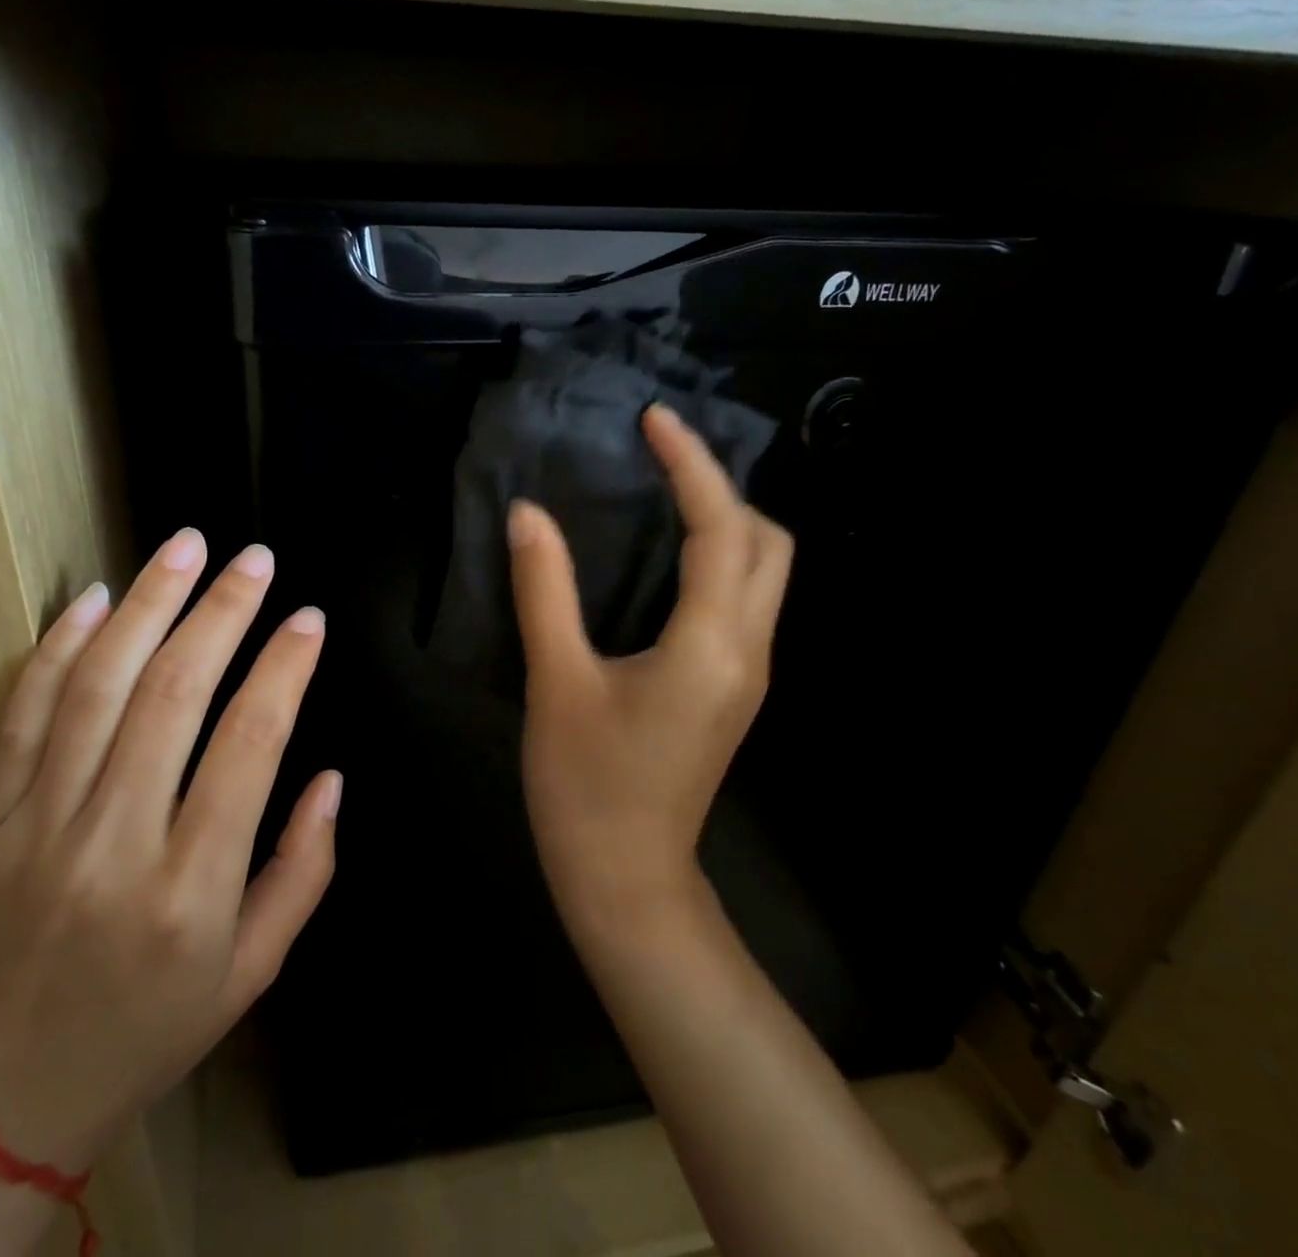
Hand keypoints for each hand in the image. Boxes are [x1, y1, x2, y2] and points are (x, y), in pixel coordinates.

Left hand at [0, 530, 341, 1172]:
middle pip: (173, 696)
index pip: (249, 745)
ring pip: (96, 688)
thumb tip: (330, 778)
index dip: (284, 669)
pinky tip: (96, 598)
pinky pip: (22, 716)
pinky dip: (59, 648)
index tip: (308, 619)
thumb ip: (304, 870)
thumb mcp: (253, 971)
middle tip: (254, 559)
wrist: (4, 1099)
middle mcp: (114, 846)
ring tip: (185, 548)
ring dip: (148, 606)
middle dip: (221, 613)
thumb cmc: (152, 1028)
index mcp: (190, 890)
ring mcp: (37, 829)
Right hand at [507, 402, 792, 926]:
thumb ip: (545, 591)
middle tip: (659, 461)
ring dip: (726, 521)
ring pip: (765, 572)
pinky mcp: (731, 688)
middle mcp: (748, 651)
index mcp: (712, 645)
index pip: (721, 529)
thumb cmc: (586, 784)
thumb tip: (528, 514)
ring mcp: (748, 673)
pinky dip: (717, 558)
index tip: (653, 421)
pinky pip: (743, 600)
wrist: (625, 878)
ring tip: (662, 493)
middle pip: (769, 543)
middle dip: (723, 488)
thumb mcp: (558, 682)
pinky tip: (664, 558)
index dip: (691, 465)